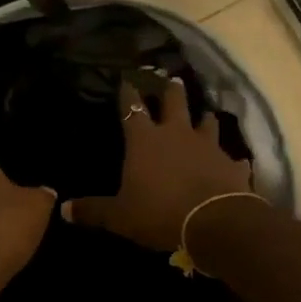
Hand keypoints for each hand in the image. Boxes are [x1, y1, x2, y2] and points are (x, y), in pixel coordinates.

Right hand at [64, 78, 252, 254]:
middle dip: (171, 91)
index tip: (125, 80)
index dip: (127, 94)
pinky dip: (231, 159)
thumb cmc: (160, 213)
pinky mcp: (232, 164)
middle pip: (174, 102)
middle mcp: (176, 134)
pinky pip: (233, 157)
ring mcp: (208, 146)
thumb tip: (64, 210)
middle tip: (172, 79)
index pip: (131, 109)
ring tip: (206, 113)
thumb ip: (93, 210)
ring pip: (207, 122)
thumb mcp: (120, 216)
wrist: (216, 222)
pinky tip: (236, 161)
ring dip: (205, 118)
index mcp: (145, 140)